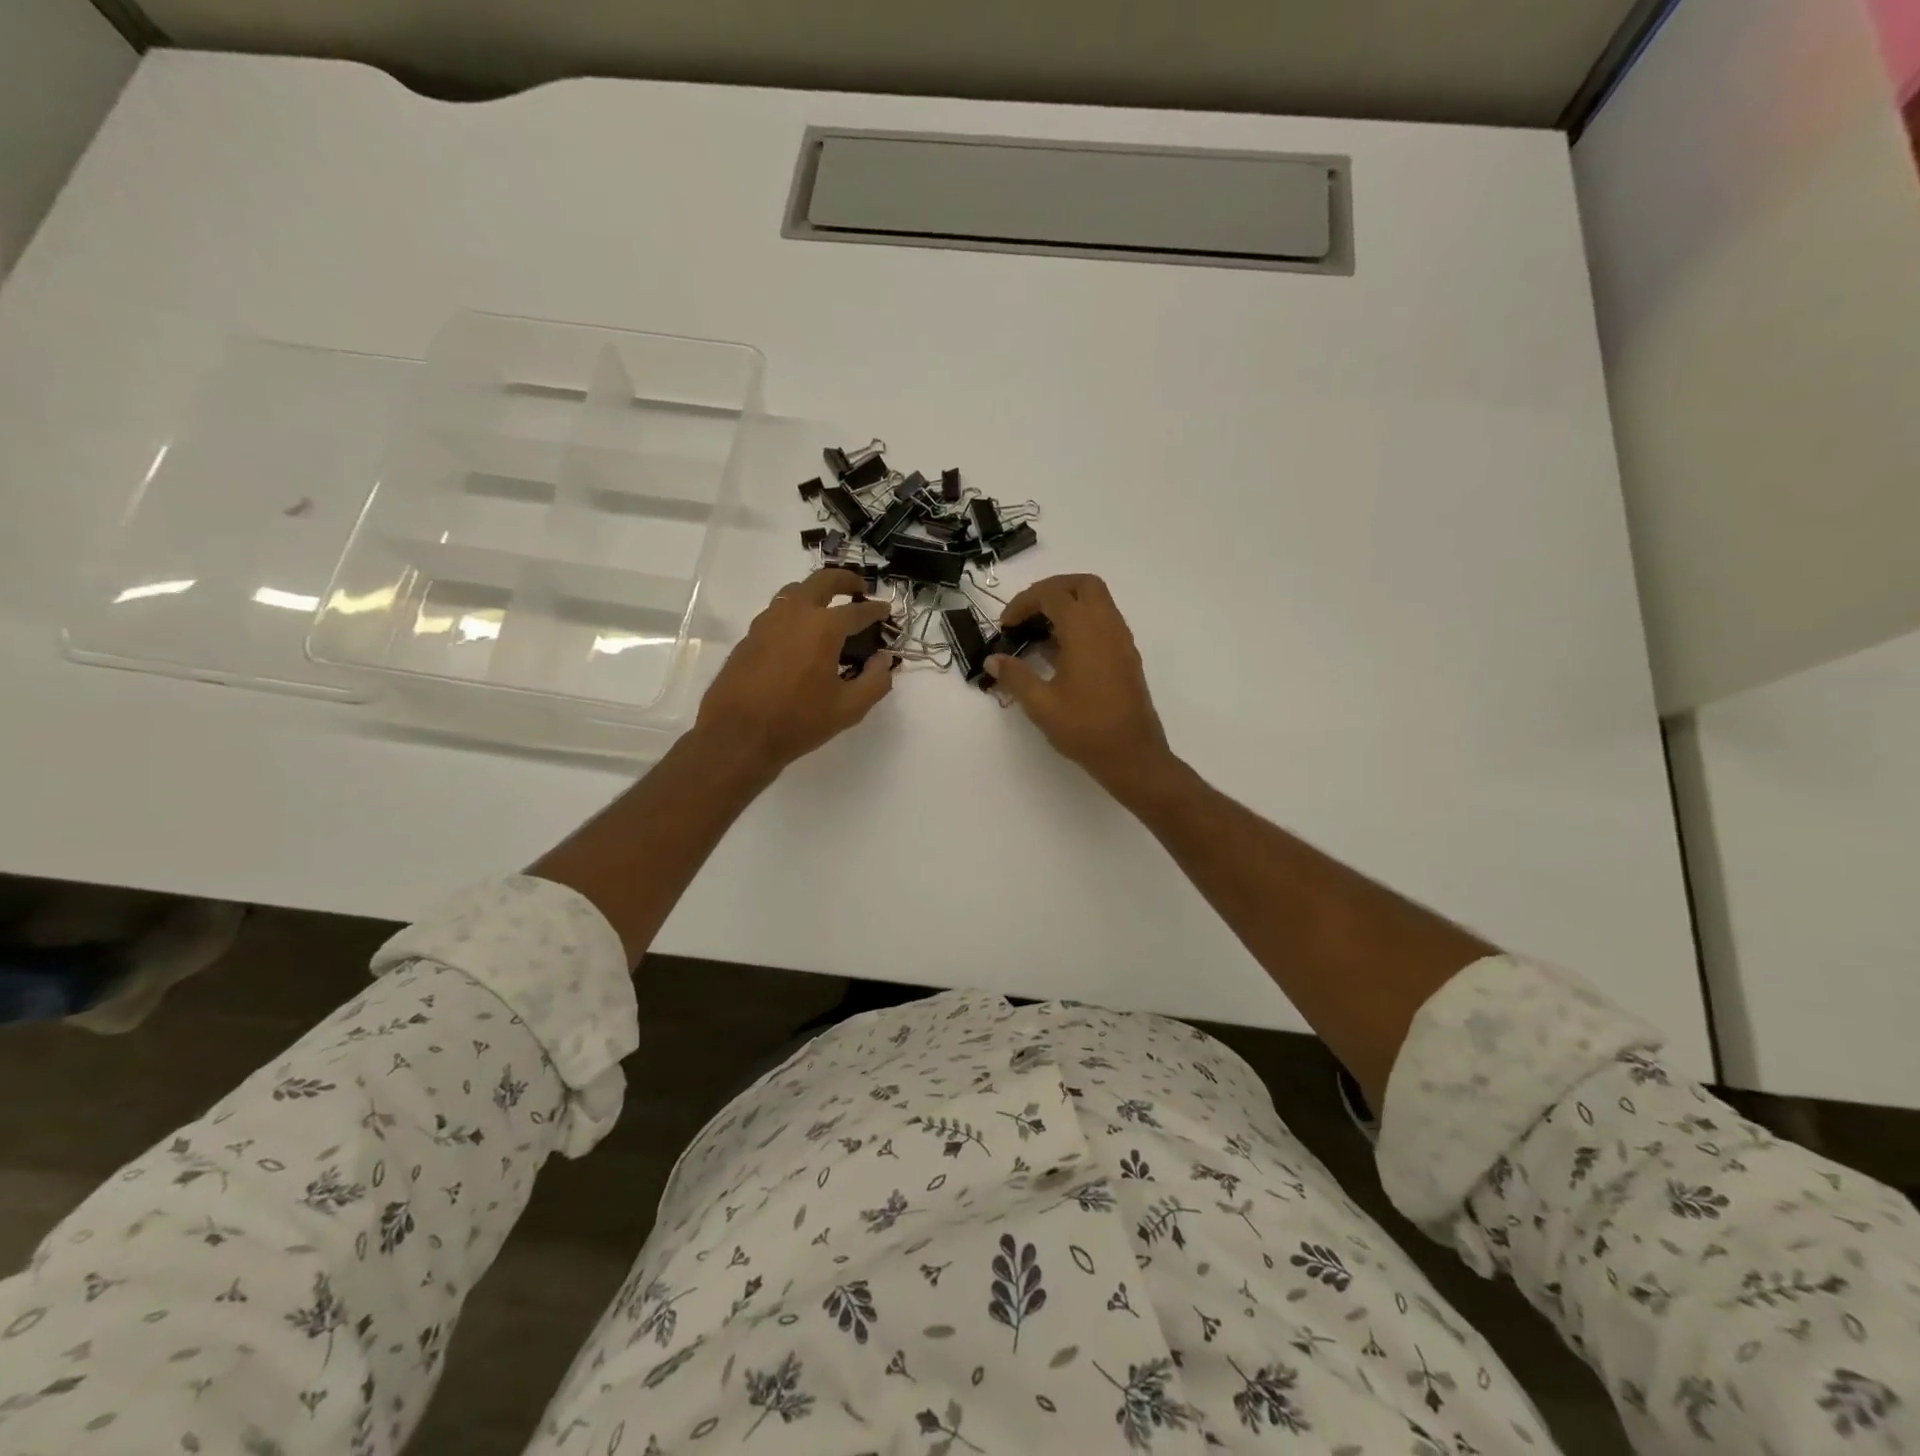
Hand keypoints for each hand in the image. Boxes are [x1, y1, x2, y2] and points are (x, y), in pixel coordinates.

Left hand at [694, 569, 894, 775]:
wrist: (738, 735)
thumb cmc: (798, 721)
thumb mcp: (849, 708)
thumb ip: (876, 681)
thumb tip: (884, 660)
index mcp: (824, 627)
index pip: (858, 611)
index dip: (877, 610)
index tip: (886, 611)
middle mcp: (795, 613)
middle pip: (823, 580)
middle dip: (845, 580)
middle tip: (859, 589)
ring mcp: (767, 621)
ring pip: (795, 591)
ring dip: (816, 592)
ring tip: (828, 608)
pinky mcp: (749, 636)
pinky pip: (777, 612)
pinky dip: (795, 613)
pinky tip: (799, 635)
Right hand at [987, 574, 1169, 788]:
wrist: (1131, 754)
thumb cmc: (1085, 728)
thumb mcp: (1041, 704)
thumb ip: (1015, 676)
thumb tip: (993, 660)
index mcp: (1085, 630)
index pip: (1052, 595)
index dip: (1024, 603)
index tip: (1006, 626)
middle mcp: (1107, 625)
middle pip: (1082, 584)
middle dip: (1051, 590)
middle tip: (1027, 614)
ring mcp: (1121, 640)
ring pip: (1097, 601)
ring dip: (1068, 606)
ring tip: (1040, 634)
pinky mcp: (1126, 656)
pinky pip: (1104, 622)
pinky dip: (1081, 623)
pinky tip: (1061, 653)